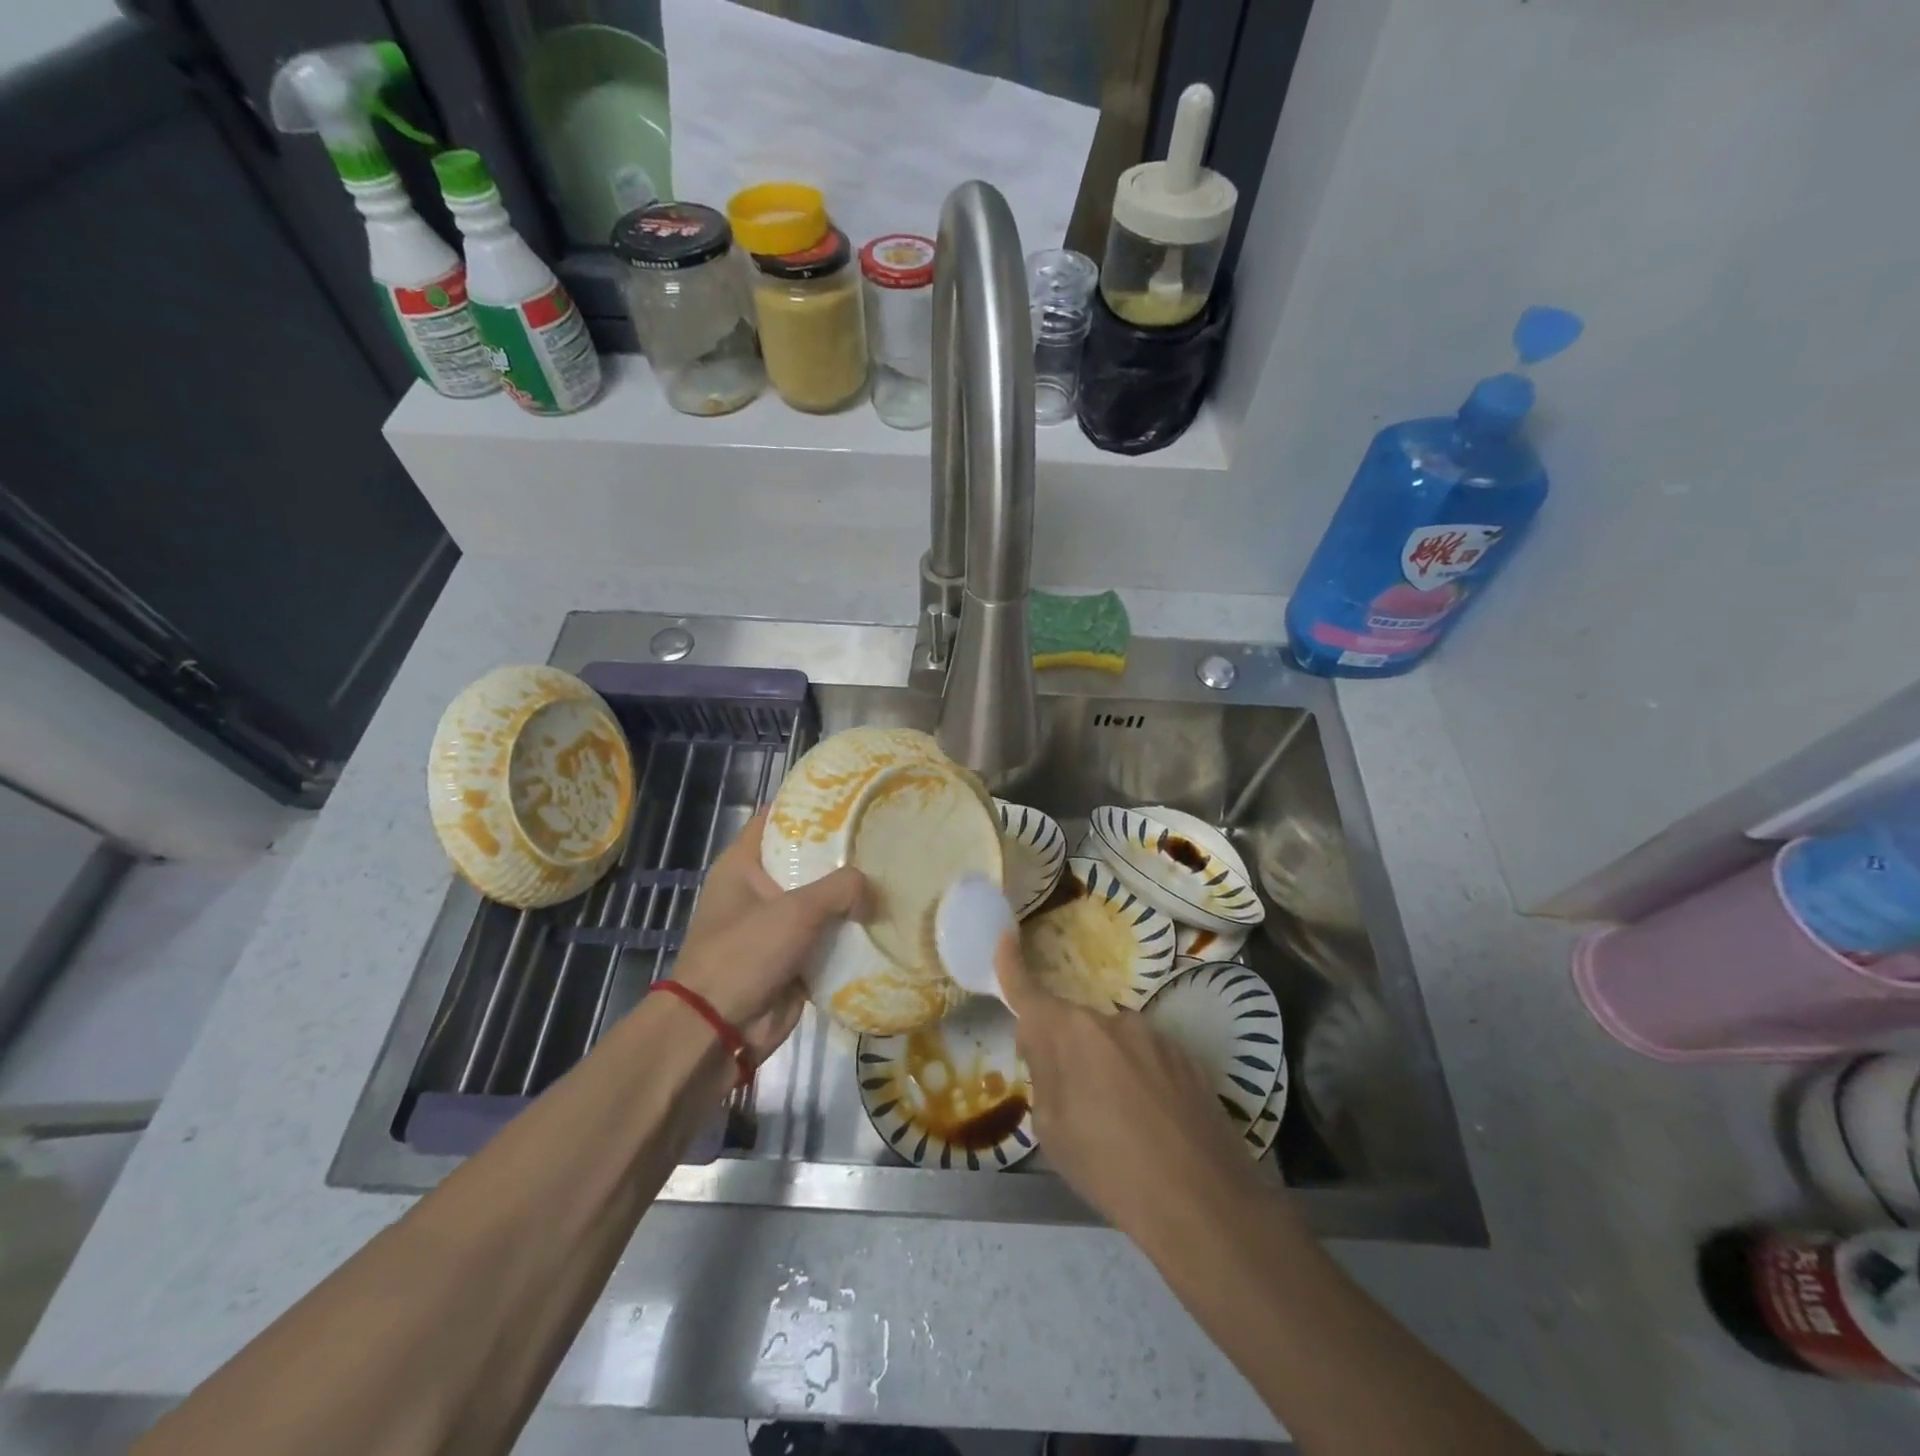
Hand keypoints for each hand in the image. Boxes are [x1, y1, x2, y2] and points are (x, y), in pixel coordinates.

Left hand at [670, 811, 865, 1059]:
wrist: (718, 1032)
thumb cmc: (745, 954)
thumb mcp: (795, 910)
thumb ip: (840, 888)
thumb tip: (872, 891)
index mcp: (743, 865)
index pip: (777, 818)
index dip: (810, 804)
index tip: (851, 797)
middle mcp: (759, 889)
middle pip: (806, 860)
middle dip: (843, 853)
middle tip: (886, 837)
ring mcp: (776, 926)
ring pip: (821, 901)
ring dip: (851, 896)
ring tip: (895, 876)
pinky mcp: (793, 958)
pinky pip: (828, 938)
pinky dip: (851, 933)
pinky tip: (886, 921)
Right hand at [997, 932, 1261, 1244]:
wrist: (1202, 1202)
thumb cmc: (1109, 1168)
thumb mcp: (1052, 1131)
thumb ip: (1044, 1077)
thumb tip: (1049, 1054)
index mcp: (1070, 1033)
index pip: (1028, 992)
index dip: (1011, 964)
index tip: (1006, 937)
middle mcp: (1112, 1020)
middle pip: (1072, 1025)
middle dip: (1062, 1050)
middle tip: (1068, 1101)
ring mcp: (1155, 1036)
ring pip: (1112, 1042)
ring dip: (1103, 1066)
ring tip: (1118, 1123)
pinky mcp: (1187, 1057)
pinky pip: (1146, 1058)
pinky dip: (1138, 1079)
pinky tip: (1152, 1123)